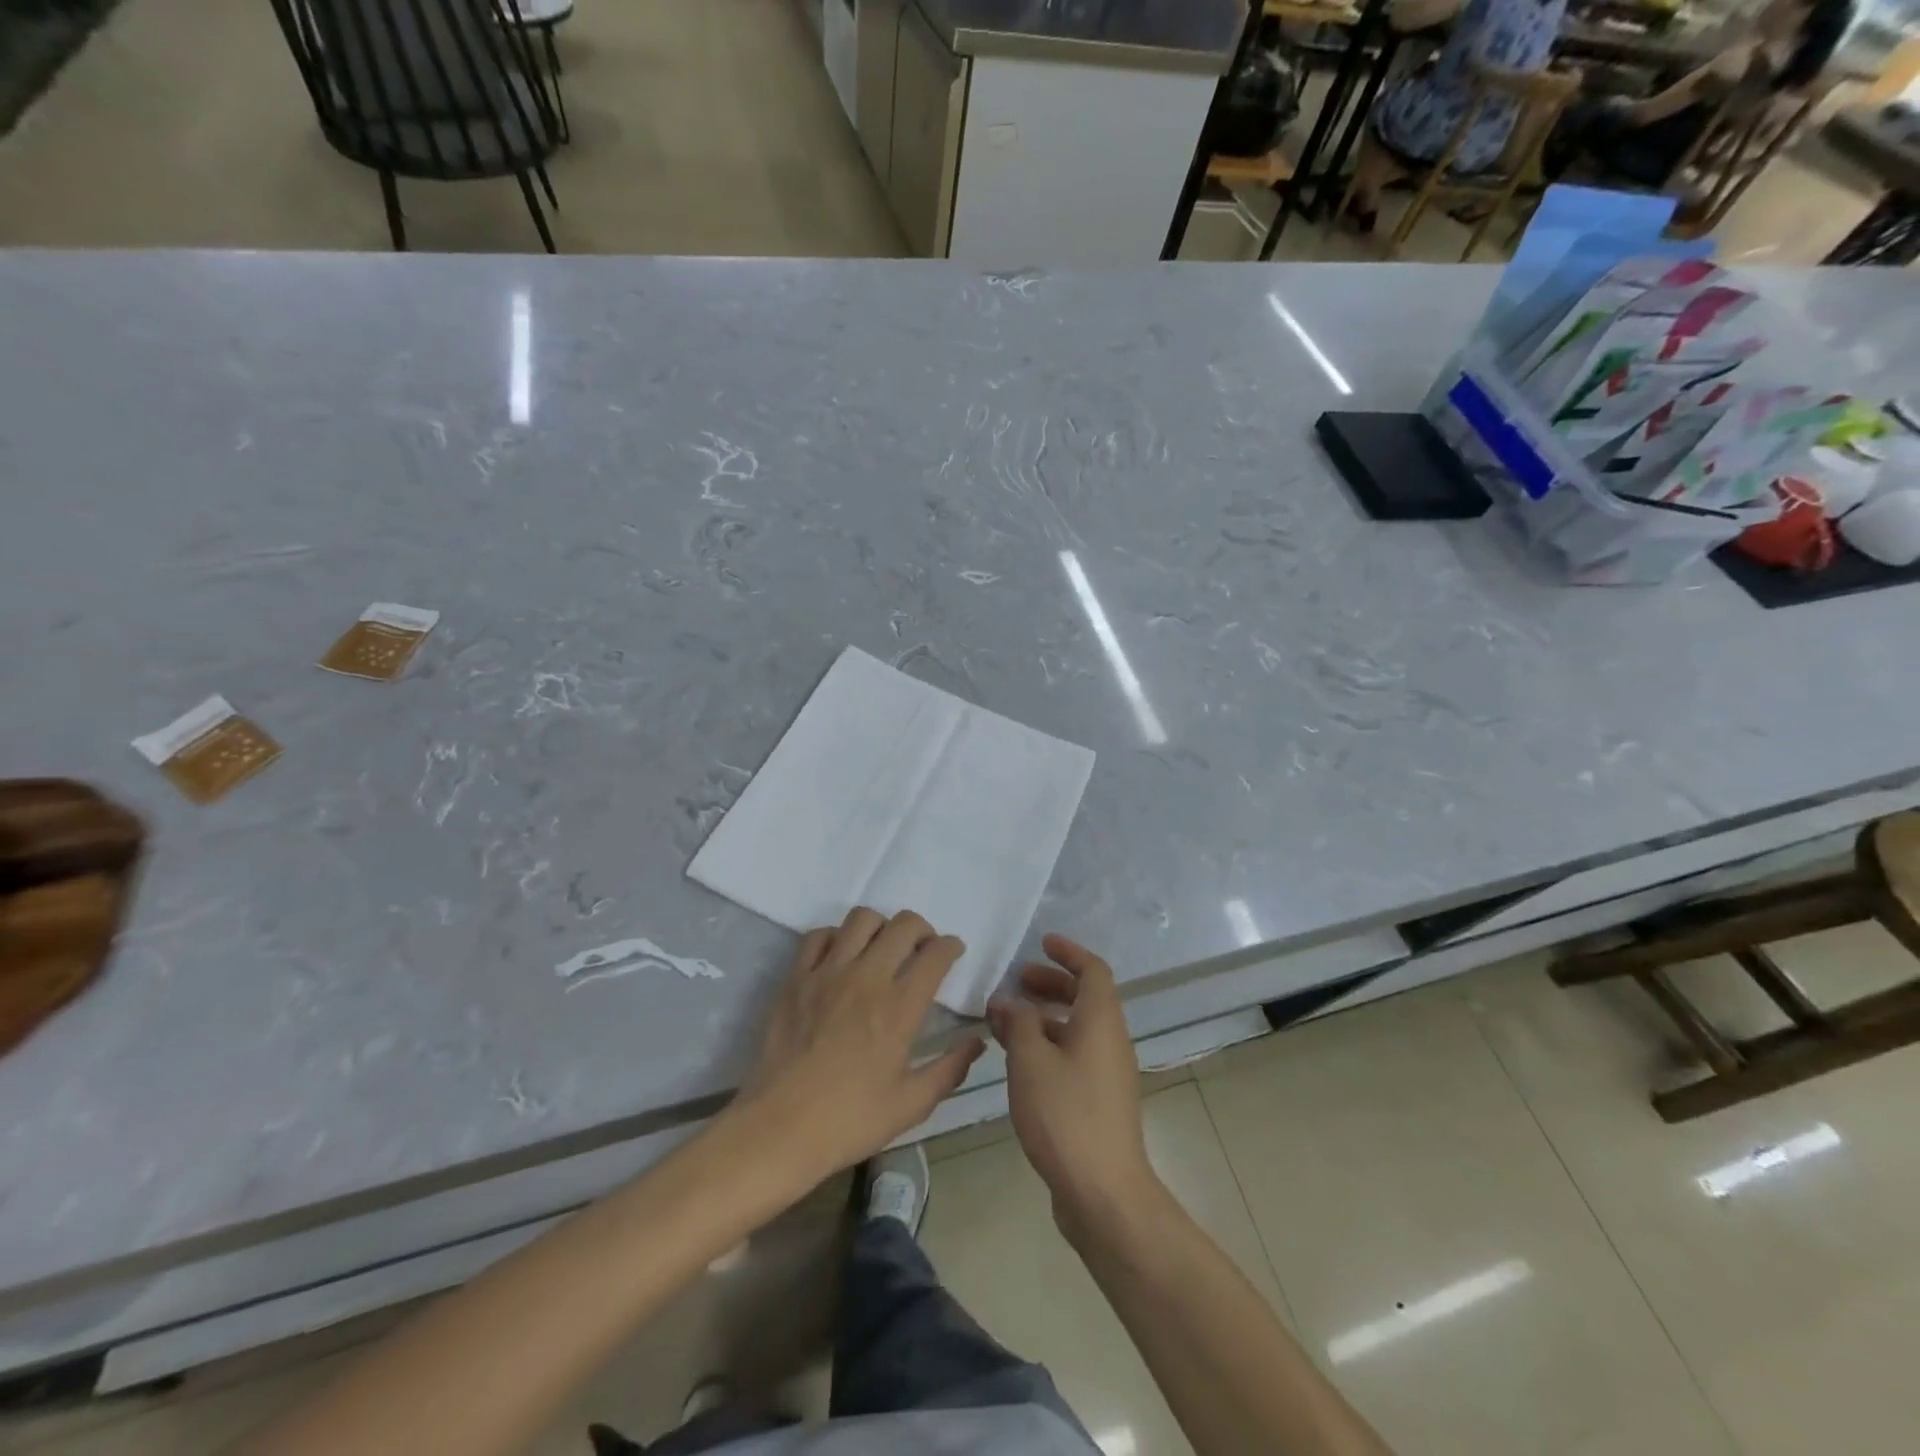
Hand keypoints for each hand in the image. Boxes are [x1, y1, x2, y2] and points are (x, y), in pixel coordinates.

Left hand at [731, 907, 984, 1186]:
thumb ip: (950, 1069)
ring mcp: (828, 973)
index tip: (953, 952)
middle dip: (922, 929)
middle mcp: (867, 978)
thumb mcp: (911, 1105)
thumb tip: (976, 1042)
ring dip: (881, 927)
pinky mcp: (796, 978)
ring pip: (862, 919)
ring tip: (881, 948)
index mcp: (900, 1007)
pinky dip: (836, 937)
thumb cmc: (850, 1120)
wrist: (779, 1128)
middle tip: (922, 949)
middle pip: (903, 925)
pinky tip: (841, 957)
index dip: (951, 946)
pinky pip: (819, 936)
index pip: (935, 954)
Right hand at [988, 935, 1156, 1232]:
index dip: (1068, 952)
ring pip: (1076, 1029)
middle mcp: (1110, 1041)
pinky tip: (1018, 1062)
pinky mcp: (1099, 1102)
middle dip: (1050, 984)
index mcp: (1101, 1021)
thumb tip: (1007, 1002)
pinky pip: (1074, 1056)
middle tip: (1016, 983)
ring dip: (1043, 1018)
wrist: (1103, 1193)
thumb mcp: (1031, 1061)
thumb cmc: (1066, 1115)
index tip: (1041, 943)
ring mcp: (1108, 1074)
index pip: (1093, 970)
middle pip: (1085, 998)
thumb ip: (1017, 1024)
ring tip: (1005, 1022)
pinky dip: (1048, 1046)